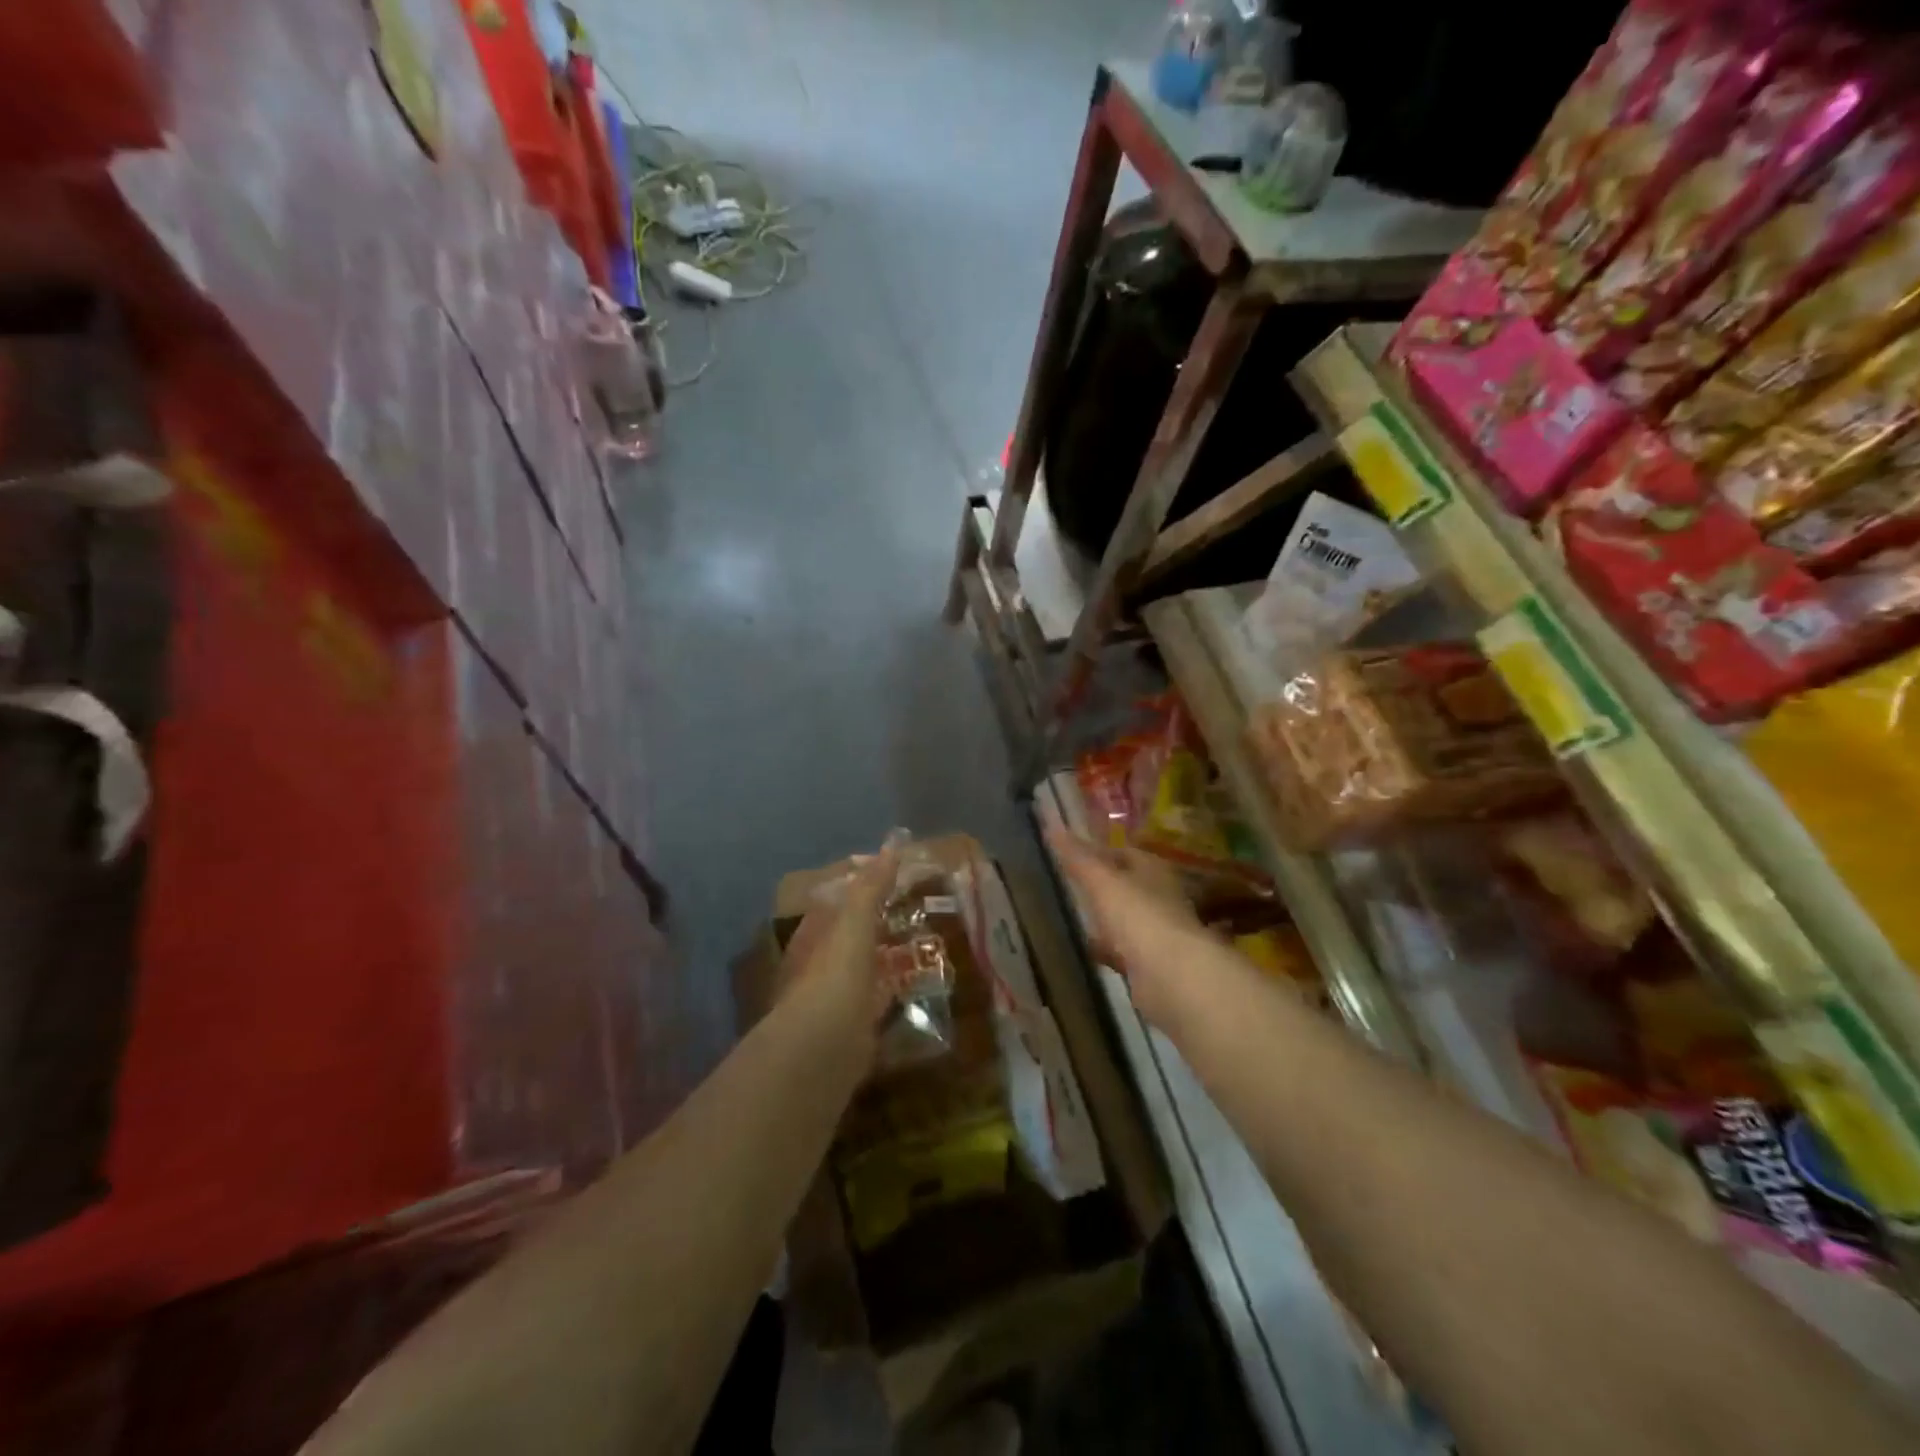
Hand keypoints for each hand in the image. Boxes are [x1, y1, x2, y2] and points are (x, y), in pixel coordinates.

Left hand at [777, 844, 899, 1048]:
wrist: (822, 1048)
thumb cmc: (835, 975)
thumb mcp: (855, 922)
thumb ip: (872, 886)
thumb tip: (892, 844)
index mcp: (814, 932)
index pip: (838, 899)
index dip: (865, 885)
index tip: (899, 875)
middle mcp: (820, 961)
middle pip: (852, 933)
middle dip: (880, 922)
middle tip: (919, 909)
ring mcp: (834, 995)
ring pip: (866, 966)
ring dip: (889, 956)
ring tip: (927, 945)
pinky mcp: (853, 1026)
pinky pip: (878, 1000)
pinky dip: (895, 992)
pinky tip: (919, 988)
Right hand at [1044, 826, 1215, 1028]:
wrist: (1172, 977)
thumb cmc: (1138, 917)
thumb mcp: (1101, 881)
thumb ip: (1077, 856)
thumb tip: (1051, 824)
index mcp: (1153, 870)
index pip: (1125, 853)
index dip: (1099, 851)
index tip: (1071, 855)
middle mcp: (1160, 897)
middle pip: (1127, 886)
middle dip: (1103, 886)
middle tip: (1069, 885)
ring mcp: (1158, 932)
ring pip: (1126, 919)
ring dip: (1106, 918)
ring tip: (1074, 916)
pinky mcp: (1152, 965)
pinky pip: (1124, 950)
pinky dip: (1108, 949)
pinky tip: (1089, 951)